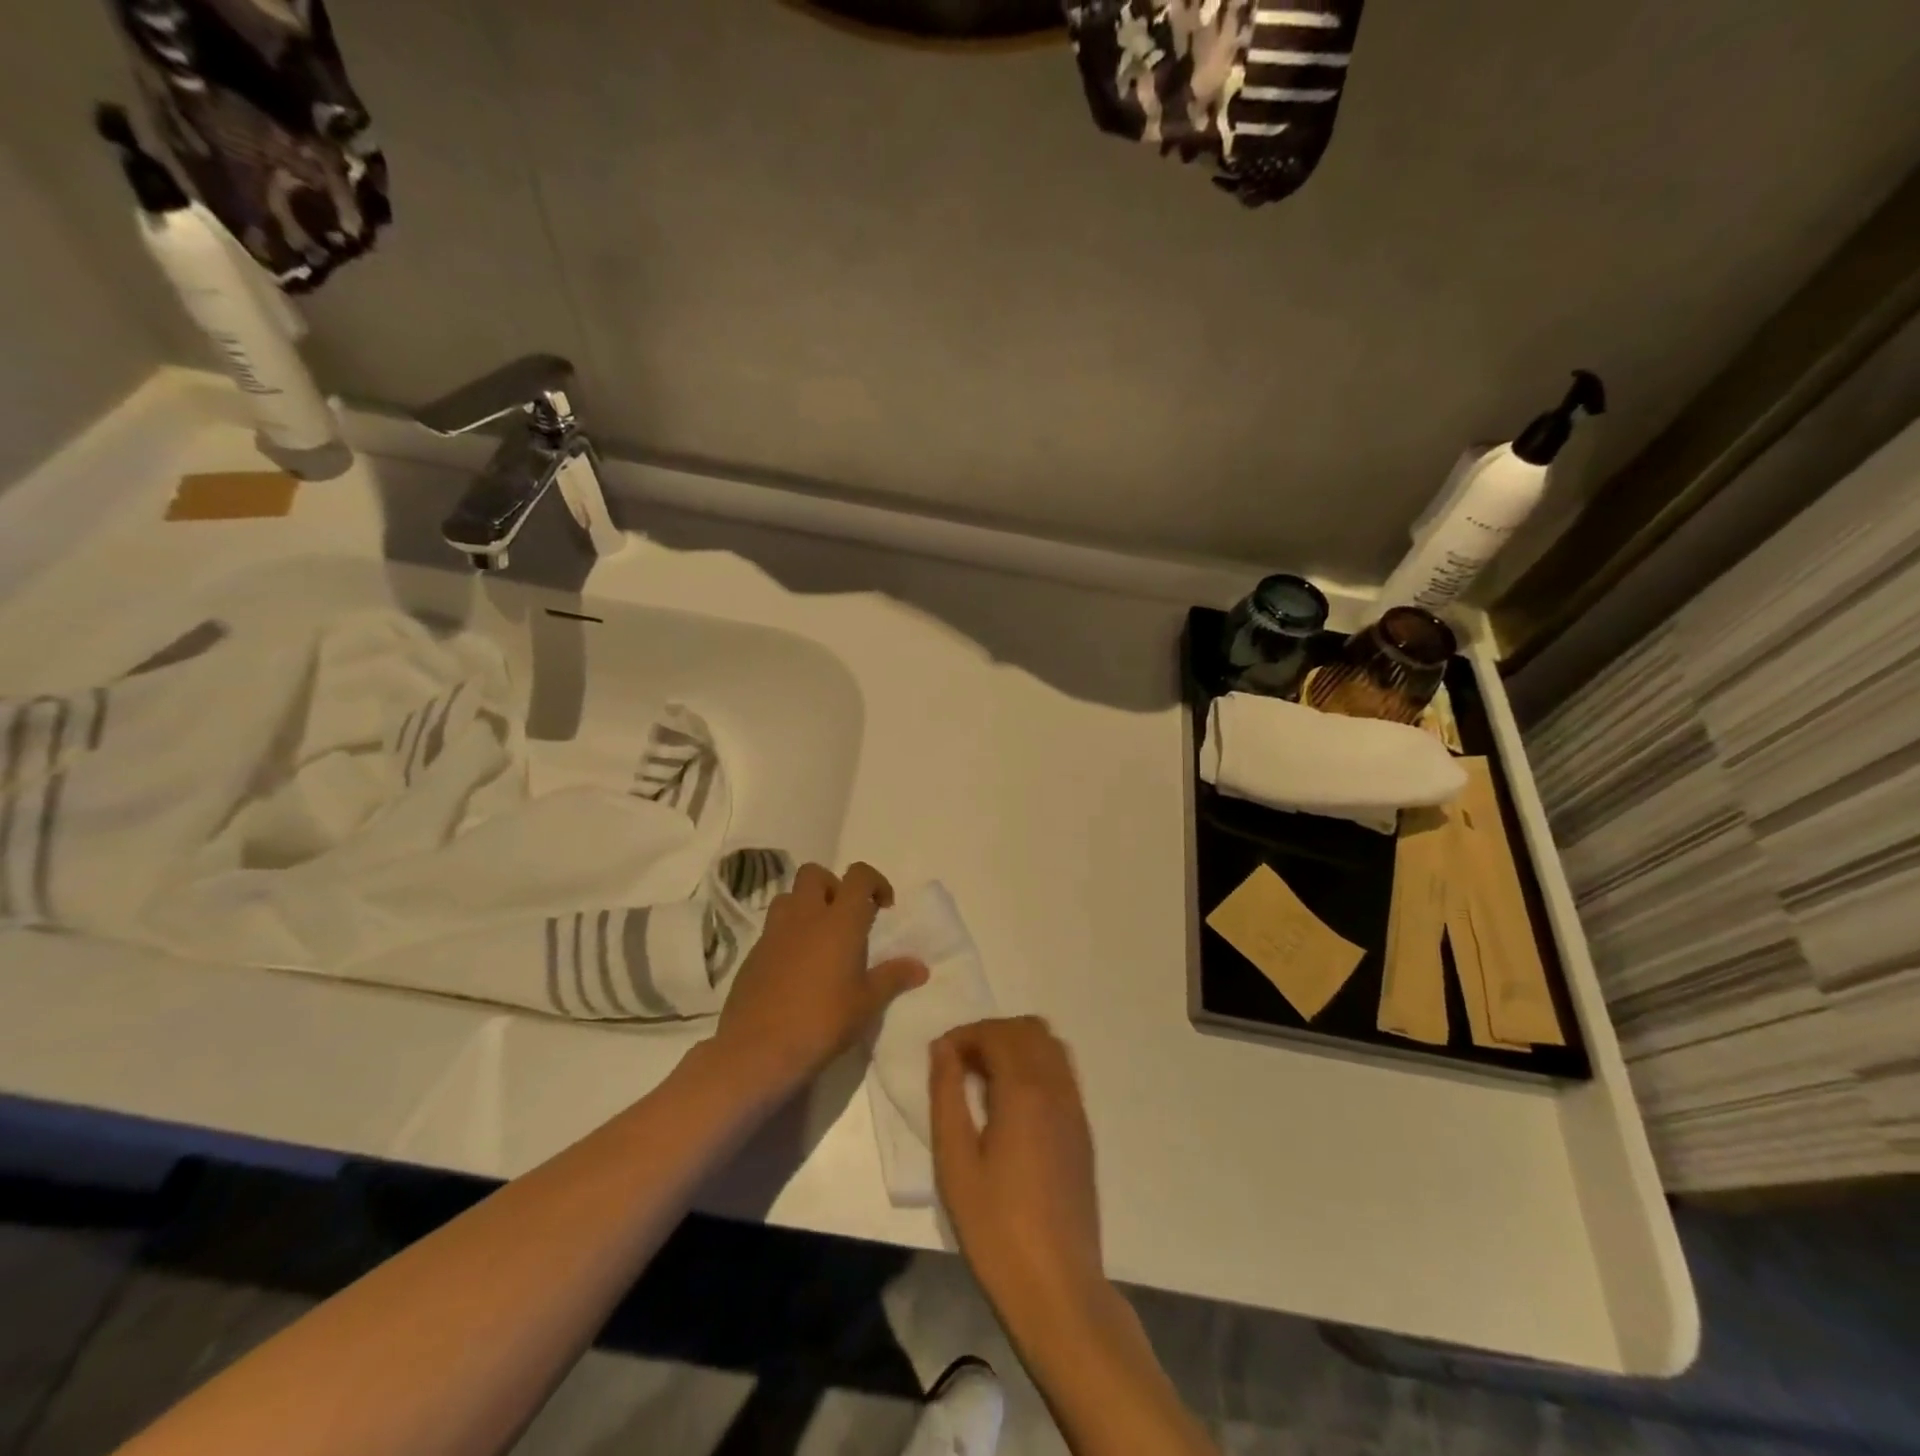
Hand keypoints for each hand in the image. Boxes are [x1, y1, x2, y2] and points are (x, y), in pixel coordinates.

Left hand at [714, 861, 926, 1099]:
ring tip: (819, 938)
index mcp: (840, 921)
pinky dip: (787, 934)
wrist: (758, 1049)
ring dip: (806, 906)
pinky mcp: (753, 953)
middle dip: (833, 886)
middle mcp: (805, 915)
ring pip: (789, 897)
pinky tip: (796, 968)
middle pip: (815, 874)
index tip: (884, 907)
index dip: (874, 882)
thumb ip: (893, 978)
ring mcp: (774, 932)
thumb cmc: (822, 1021)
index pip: (858, 876)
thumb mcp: (867, 1003)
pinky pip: (773, 928)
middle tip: (846, 918)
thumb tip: (920, 966)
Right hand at [929, 1017, 1105, 1325]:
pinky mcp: (1083, 1129)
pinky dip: (1036, 1064)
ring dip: (1016, 1045)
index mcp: (1025, 1090)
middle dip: (990, 1034)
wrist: (1058, 1287)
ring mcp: (1076, 1107)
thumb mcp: (955, 1162)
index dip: (965, 1034)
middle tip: (960, 1065)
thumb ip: (947, 1095)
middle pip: (1027, 1028)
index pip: (996, 1032)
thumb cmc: (996, 1228)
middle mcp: (1057, 1087)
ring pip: (1050, 1045)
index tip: (940, 1057)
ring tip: (984, 1079)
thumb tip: (943, 1049)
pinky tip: (1012, 1102)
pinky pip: (1062, 1071)